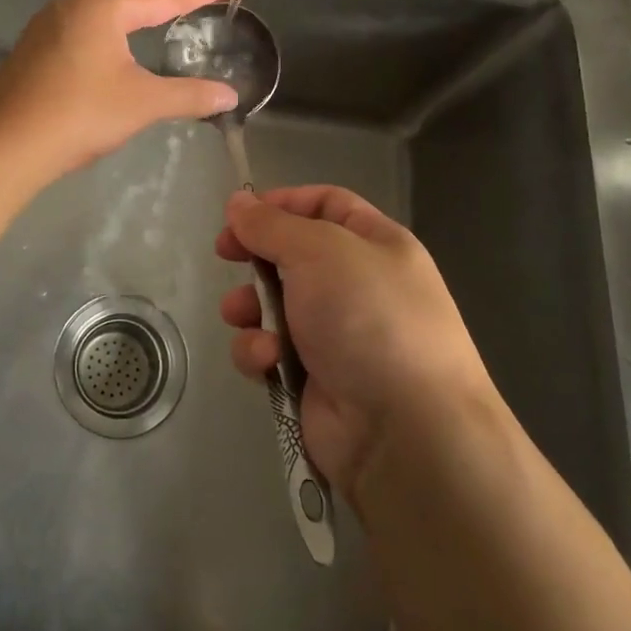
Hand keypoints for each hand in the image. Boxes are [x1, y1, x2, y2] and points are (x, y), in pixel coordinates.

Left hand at [0, 0, 240, 180]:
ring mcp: (49, 23)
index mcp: (104, 8)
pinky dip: (110, 22)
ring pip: (102, 4)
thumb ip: (189, 95)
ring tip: (157, 8)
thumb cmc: (79, 114)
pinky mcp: (36, 45)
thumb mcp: (142, 103)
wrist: (4, 142)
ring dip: (133, 4)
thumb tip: (231, 95)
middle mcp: (75, 4)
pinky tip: (113, 39)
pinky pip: (83, 21)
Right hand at [217, 186, 493, 501]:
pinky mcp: (314, 379)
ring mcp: (337, 335)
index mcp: (376, 244)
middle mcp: (359, 284)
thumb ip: (271, 224)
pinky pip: (272, 351)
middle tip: (224, 254)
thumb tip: (238, 200)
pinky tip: (266, 360)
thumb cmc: (367, 317)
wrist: (405, 431)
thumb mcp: (319, 251)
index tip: (241, 212)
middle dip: (256, 256)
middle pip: (294, 254)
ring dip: (250, 307)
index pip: (327, 204)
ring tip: (240, 315)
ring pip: (274, 304)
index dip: (283, 202)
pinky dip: (260, 352)